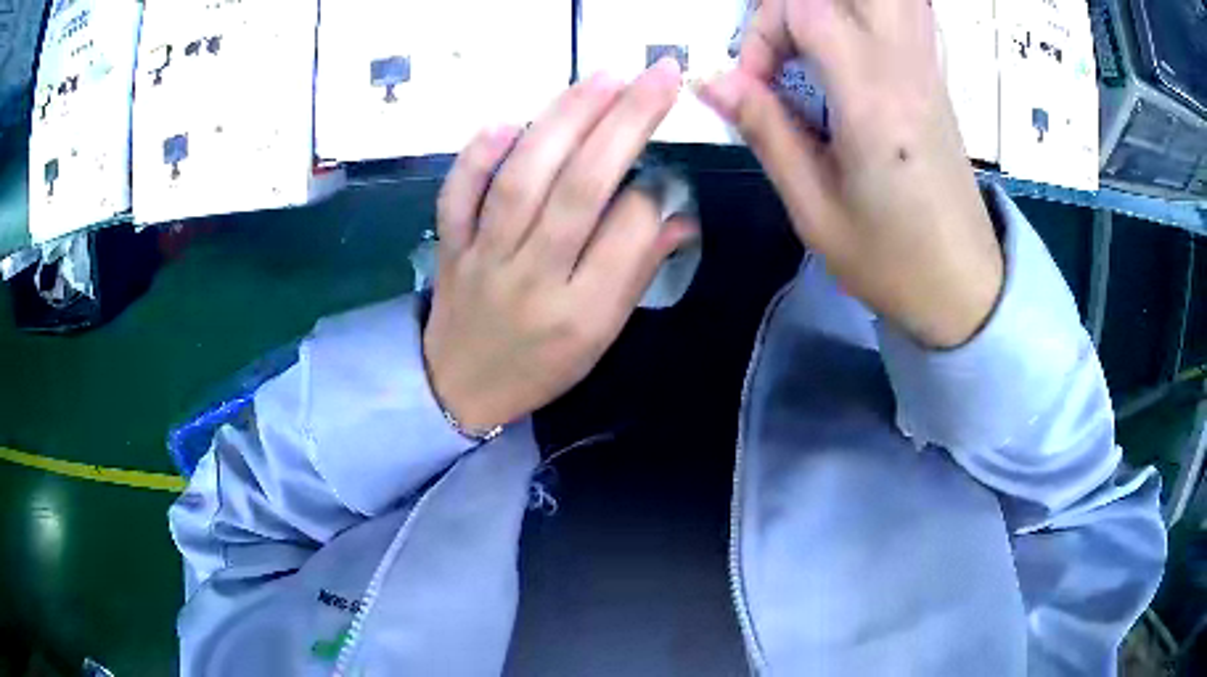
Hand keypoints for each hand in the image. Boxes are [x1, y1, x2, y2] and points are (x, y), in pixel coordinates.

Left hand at [423, 60, 696, 432]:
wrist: (460, 389)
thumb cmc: (542, 367)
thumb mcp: (601, 336)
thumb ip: (636, 272)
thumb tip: (678, 216)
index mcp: (582, 311)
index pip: (628, 231)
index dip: (653, 191)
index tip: (663, 171)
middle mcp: (533, 276)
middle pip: (581, 188)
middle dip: (626, 122)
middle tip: (657, 75)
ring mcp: (484, 257)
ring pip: (523, 179)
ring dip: (564, 120)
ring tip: (603, 78)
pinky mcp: (450, 245)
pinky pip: (456, 195)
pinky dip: (476, 156)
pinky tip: (505, 120)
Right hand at [700, 0, 1002, 347]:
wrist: (964, 286)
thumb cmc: (891, 261)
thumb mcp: (815, 209)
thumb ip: (766, 131)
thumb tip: (712, 80)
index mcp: (873, 100)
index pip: (807, 10)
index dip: (765, 30)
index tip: (755, 84)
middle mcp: (906, 69)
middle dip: (802, 4)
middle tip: (785, 44)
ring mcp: (928, 69)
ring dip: (842, 5)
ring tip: (813, 44)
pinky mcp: (936, 78)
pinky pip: (908, 12)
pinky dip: (870, 12)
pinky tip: (849, 44)